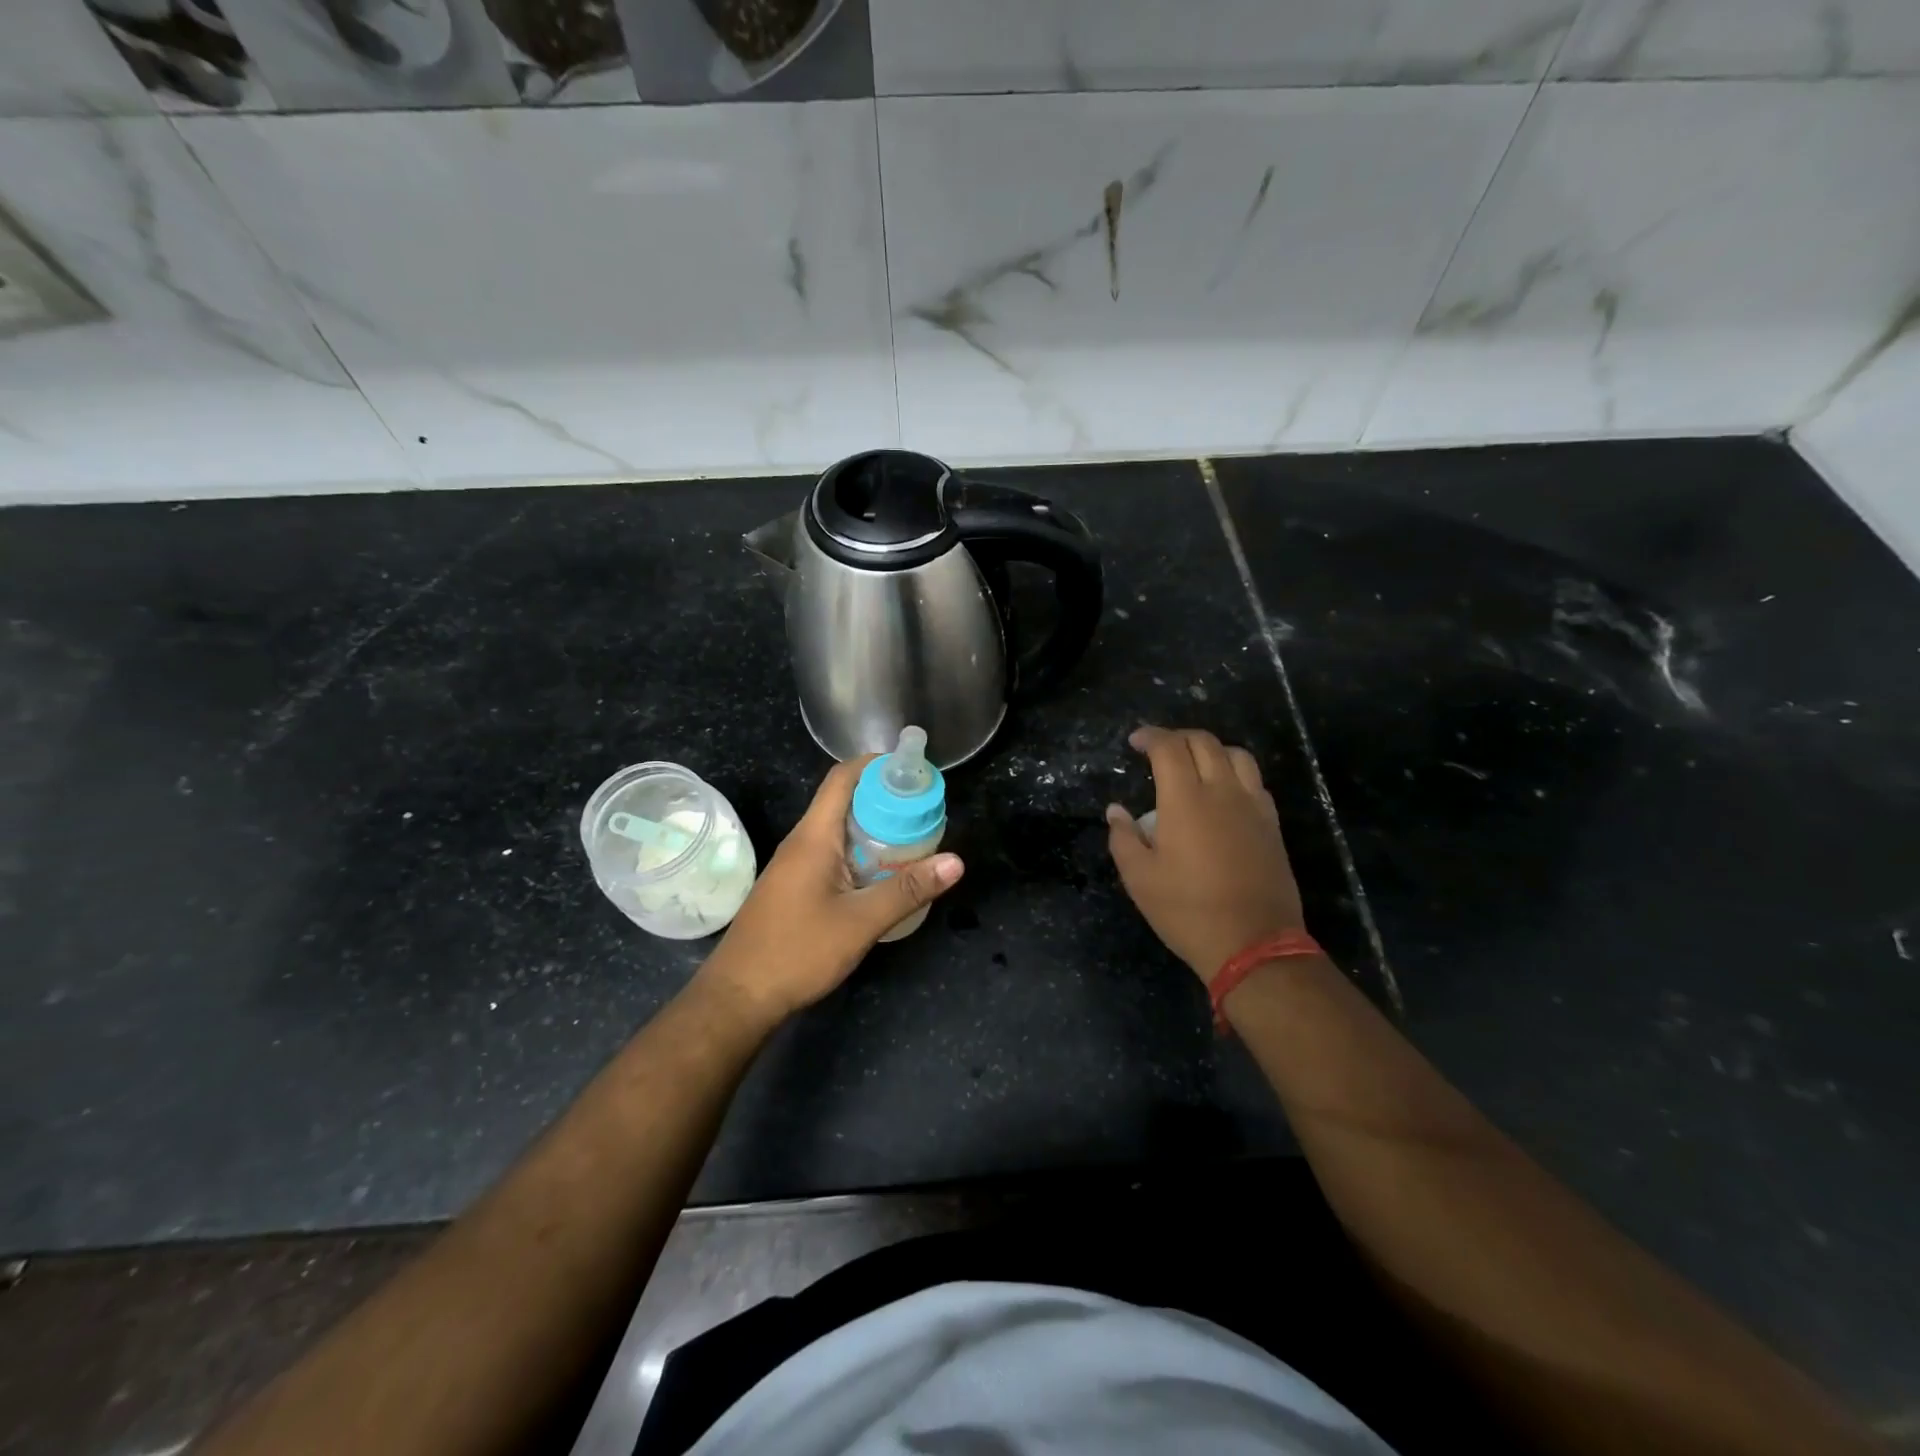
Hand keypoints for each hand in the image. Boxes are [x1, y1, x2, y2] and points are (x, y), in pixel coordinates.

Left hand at [699, 757, 963, 1023]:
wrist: (738, 996)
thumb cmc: (798, 952)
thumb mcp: (861, 922)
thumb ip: (908, 890)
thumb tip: (956, 861)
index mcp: (813, 837)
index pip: (843, 778)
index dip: (877, 765)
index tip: (913, 770)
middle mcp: (802, 842)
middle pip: (844, 801)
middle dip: (885, 798)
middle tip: (925, 810)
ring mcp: (795, 866)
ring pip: (839, 831)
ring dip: (875, 828)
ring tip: (915, 838)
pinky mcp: (795, 887)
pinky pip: (833, 854)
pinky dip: (861, 852)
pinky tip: (884, 874)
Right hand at [1106, 726, 1304, 984]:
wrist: (1253, 943)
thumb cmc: (1187, 911)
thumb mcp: (1140, 879)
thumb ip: (1123, 838)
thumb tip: (1116, 810)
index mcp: (1185, 800)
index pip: (1169, 748)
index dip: (1150, 736)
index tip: (1135, 742)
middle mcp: (1222, 792)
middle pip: (1204, 742)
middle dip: (1177, 737)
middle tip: (1159, 749)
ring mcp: (1253, 806)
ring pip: (1236, 755)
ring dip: (1211, 749)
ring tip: (1194, 764)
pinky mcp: (1272, 825)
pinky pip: (1255, 781)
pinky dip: (1235, 772)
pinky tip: (1223, 792)